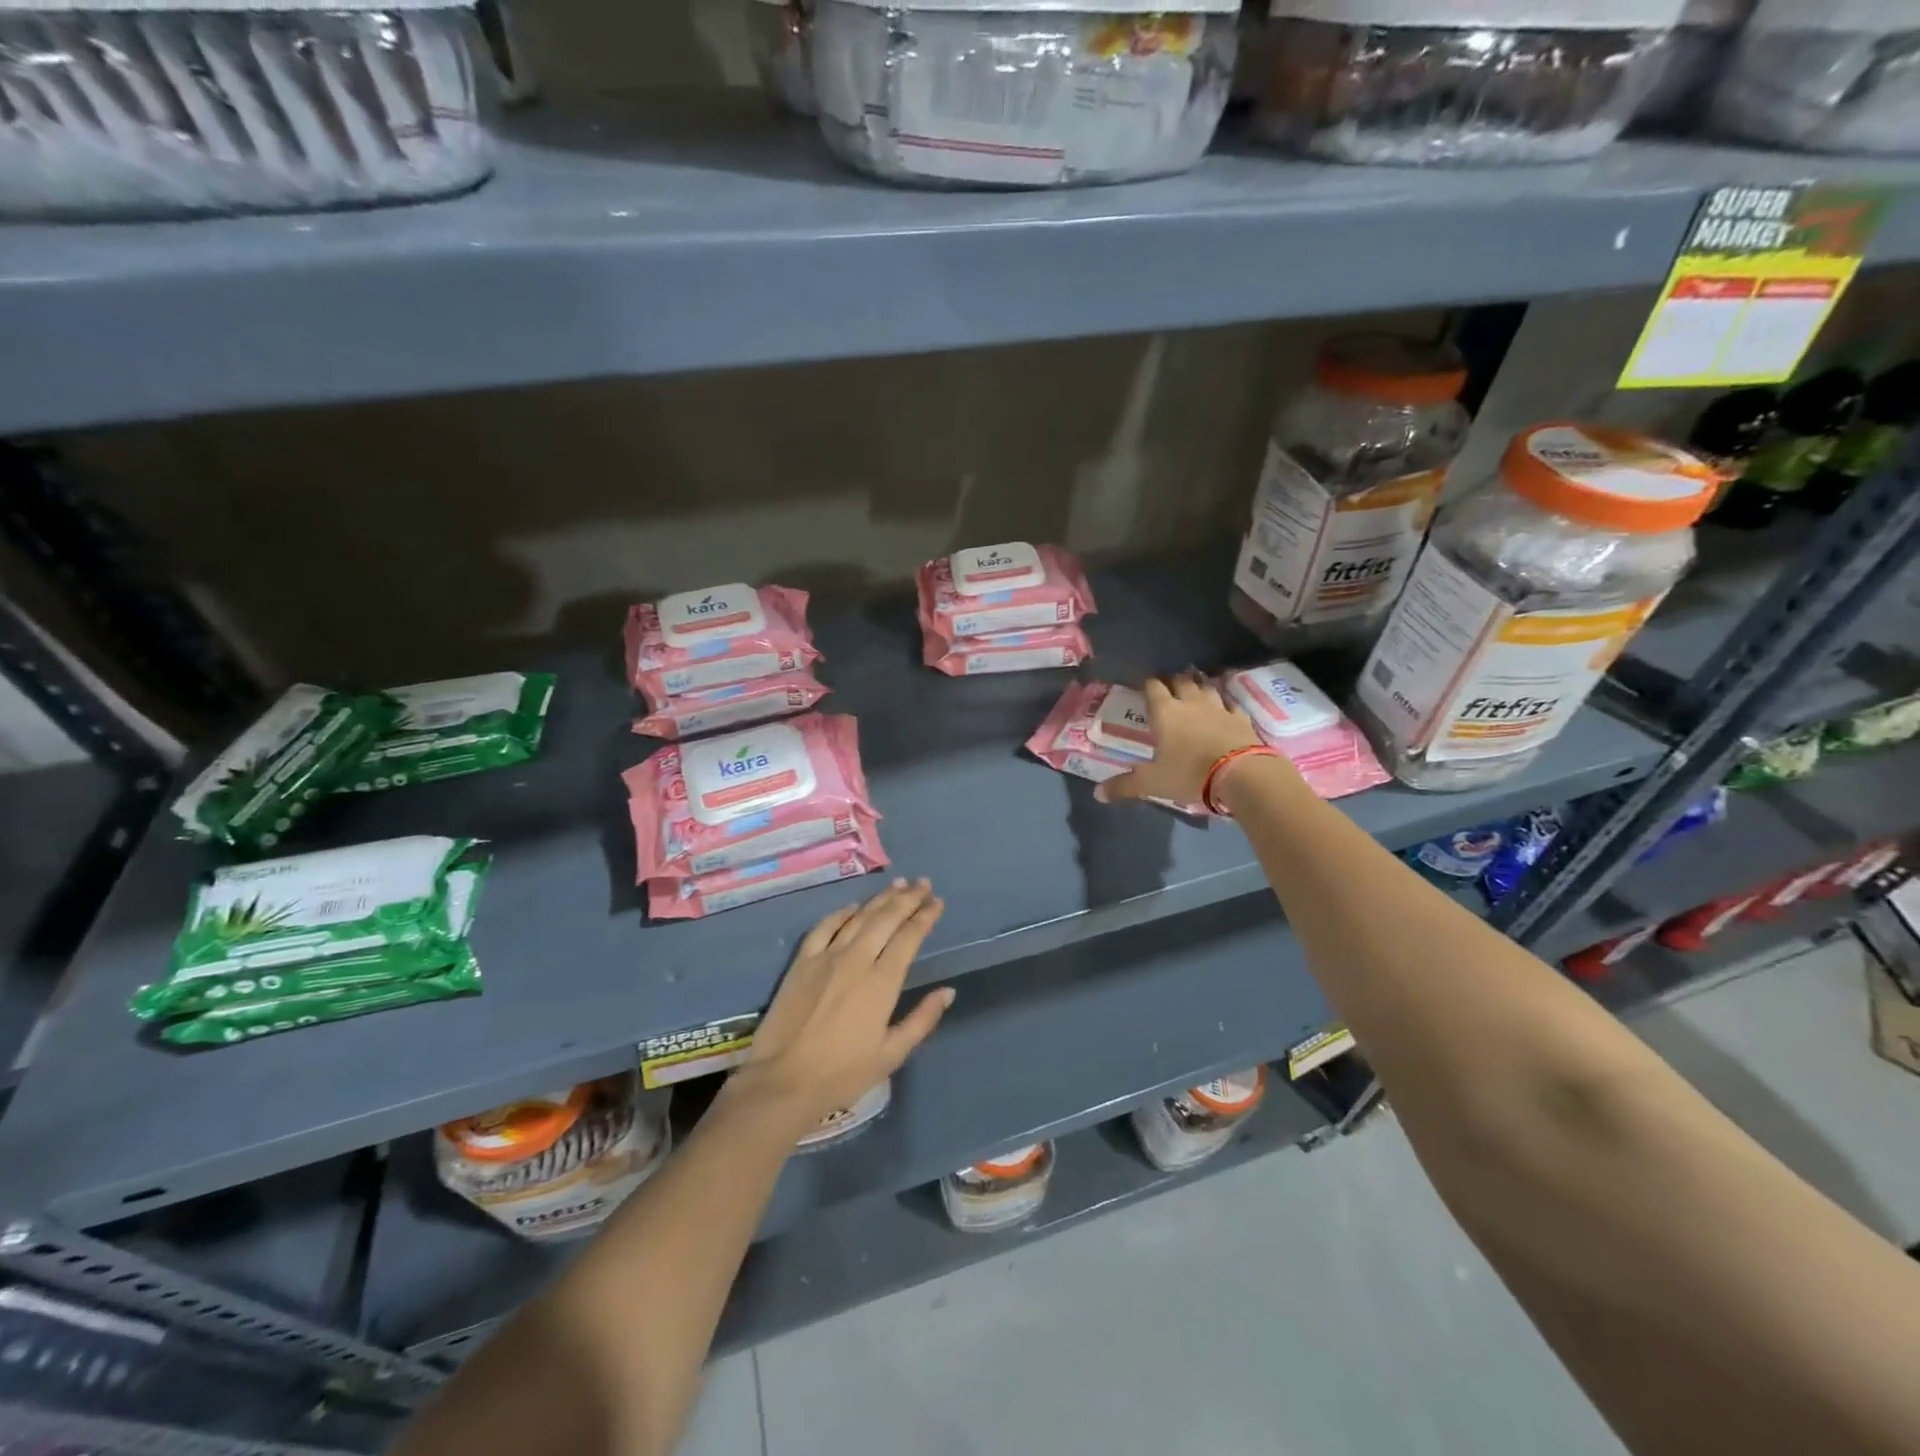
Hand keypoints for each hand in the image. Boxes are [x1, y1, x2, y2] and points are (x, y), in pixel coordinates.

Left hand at [728, 879, 950, 1140]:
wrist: (784, 1080)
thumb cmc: (843, 1073)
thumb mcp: (891, 1054)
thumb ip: (922, 1019)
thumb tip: (948, 991)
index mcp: (882, 981)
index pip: (909, 936)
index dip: (925, 916)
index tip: (937, 902)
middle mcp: (857, 959)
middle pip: (886, 918)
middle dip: (908, 898)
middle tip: (923, 884)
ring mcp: (827, 956)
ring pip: (859, 917)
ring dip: (880, 899)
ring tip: (898, 885)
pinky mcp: (802, 961)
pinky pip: (825, 926)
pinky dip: (842, 913)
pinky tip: (853, 907)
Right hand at [1095, 674, 1273, 806]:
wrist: (1241, 774)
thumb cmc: (1189, 773)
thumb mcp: (1152, 783)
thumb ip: (1125, 785)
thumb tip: (1097, 793)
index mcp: (1165, 712)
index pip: (1153, 687)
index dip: (1147, 684)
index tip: (1143, 685)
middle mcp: (1190, 702)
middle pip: (1181, 681)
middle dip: (1173, 681)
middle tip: (1168, 687)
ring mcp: (1219, 707)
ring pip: (1206, 687)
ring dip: (1199, 686)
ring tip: (1195, 689)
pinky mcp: (1241, 718)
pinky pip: (1230, 703)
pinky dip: (1224, 702)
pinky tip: (1224, 707)